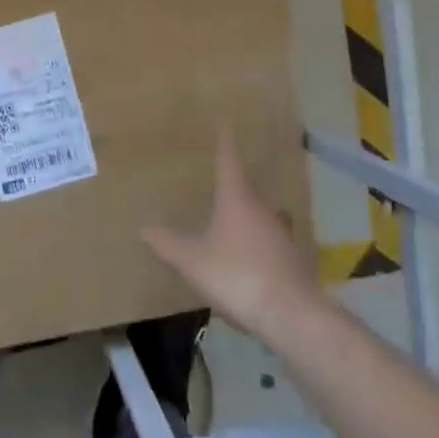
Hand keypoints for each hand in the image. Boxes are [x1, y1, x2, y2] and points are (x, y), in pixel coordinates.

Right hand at [144, 131, 322, 340]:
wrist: (290, 314)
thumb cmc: (237, 275)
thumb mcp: (192, 260)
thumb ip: (168, 244)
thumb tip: (145, 228)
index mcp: (237, 199)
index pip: (228, 162)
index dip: (224, 143)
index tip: (226, 123)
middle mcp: (263, 210)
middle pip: (247, 192)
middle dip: (233, 190)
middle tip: (218, 189)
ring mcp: (282, 235)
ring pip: (262, 219)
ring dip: (248, 222)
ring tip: (230, 230)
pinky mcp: (293, 261)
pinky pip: (270, 246)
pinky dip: (258, 249)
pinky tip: (247, 266)